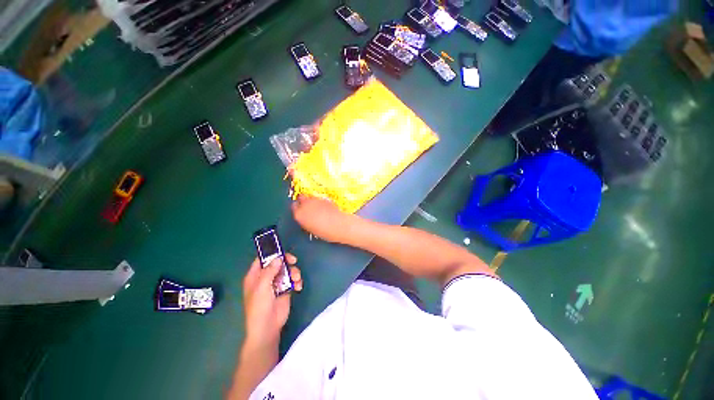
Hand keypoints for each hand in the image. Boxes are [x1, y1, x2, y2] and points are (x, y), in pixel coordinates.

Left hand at [242, 254, 302, 347]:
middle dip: (287, 262)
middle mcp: (266, 277)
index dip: (272, 254)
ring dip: (294, 272)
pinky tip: (298, 287)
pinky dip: (297, 281)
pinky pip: (293, 279)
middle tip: (294, 261)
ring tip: (296, 279)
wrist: (268, 327)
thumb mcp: (262, 287)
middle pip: (278, 262)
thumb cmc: (260, 307)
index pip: (262, 259)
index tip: (282, 252)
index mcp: (255, 276)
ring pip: (287, 270)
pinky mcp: (286, 289)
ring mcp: (276, 283)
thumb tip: (278, 258)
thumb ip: (269, 271)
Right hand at [291, 195, 352, 242]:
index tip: (301, 210)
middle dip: (304, 201)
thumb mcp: (311, 228)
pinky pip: (319, 198)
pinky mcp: (324, 198)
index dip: (298, 208)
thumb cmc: (325, 232)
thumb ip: (306, 220)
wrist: (339, 225)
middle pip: (301, 198)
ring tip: (318, 207)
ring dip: (312, 200)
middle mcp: (305, 205)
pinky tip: (325, 207)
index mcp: (299, 215)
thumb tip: (307, 218)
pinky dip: (320, 201)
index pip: (294, 207)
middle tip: (309, 206)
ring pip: (310, 196)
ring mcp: (315, 200)